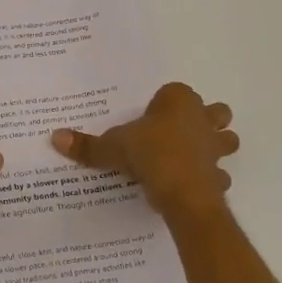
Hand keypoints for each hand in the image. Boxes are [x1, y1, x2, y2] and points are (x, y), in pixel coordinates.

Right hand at [51, 81, 237, 217]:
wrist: (182, 191)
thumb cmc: (149, 154)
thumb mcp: (112, 148)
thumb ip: (87, 144)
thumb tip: (55, 137)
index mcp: (178, 101)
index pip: (175, 91)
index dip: (163, 104)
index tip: (149, 119)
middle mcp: (202, 119)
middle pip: (215, 111)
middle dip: (205, 119)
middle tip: (181, 132)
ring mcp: (215, 147)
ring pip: (226, 139)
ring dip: (216, 146)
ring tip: (193, 157)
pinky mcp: (219, 175)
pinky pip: (219, 174)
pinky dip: (211, 179)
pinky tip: (193, 186)